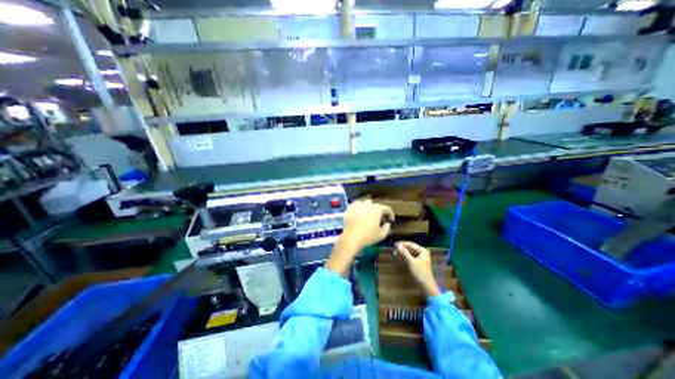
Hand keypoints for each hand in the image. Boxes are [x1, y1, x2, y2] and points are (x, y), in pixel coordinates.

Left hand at [344, 200, 396, 249]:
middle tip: (378, 219)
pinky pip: (356, 205)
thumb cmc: (368, 236)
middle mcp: (368, 204)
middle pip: (375, 205)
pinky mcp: (350, 208)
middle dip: (378, 211)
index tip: (390, 220)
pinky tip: (358, 214)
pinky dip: (359, 208)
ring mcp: (358, 205)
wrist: (351, 237)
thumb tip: (387, 224)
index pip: (387, 208)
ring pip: (365, 203)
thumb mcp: (381, 235)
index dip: (390, 214)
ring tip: (367, 215)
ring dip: (368, 208)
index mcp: (377, 209)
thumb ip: (387, 228)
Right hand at [394, 242, 441, 296]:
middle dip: (401, 249)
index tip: (394, 245)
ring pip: (409, 252)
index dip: (402, 244)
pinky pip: (409, 257)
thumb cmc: (420, 273)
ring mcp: (419, 257)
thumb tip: (397, 245)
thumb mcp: (411, 262)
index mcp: (422, 250)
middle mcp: (421, 252)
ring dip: (402, 253)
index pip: (410, 244)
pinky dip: (404, 257)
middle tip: (393, 251)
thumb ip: (404, 253)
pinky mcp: (417, 262)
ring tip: (395, 254)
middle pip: (409, 248)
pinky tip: (399, 258)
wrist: (426, 286)